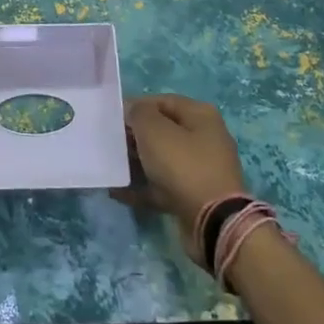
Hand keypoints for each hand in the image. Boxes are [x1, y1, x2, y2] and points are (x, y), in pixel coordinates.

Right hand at [117, 94, 247, 261]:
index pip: (162, 101)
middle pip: (162, 131)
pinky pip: (162, 186)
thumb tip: (133, 112)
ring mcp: (200, 169)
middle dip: (134, 137)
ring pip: (160, 160)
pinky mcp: (193, 196)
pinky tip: (117, 191)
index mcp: (200, 116)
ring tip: (111, 168)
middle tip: (110, 145)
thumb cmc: (182, 164)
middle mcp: (204, 138)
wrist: (212, 221)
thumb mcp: (153, 130)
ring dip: (135, 163)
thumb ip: (138, 113)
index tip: (111, 119)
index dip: (135, 106)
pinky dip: (142, 187)